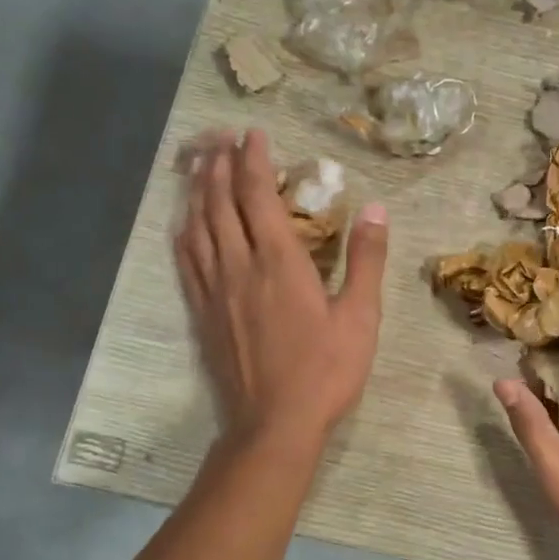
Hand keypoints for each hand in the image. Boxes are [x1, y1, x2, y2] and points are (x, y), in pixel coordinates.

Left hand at [174, 130, 387, 445]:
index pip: (256, 195)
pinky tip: (184, 223)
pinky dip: (184, 232)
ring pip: (197, 226)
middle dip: (219, 165)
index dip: (253, 160)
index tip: (253, 134)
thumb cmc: (324, 372)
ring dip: (197, 191)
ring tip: (200, 166)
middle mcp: (238, 266)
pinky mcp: (202, 313)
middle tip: (221, 139)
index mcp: (278, 261)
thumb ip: (367, 260)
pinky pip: (186, 260)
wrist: (272, 425)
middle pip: (219, 202)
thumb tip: (374, 209)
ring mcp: (214, 290)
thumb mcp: (360, 317)